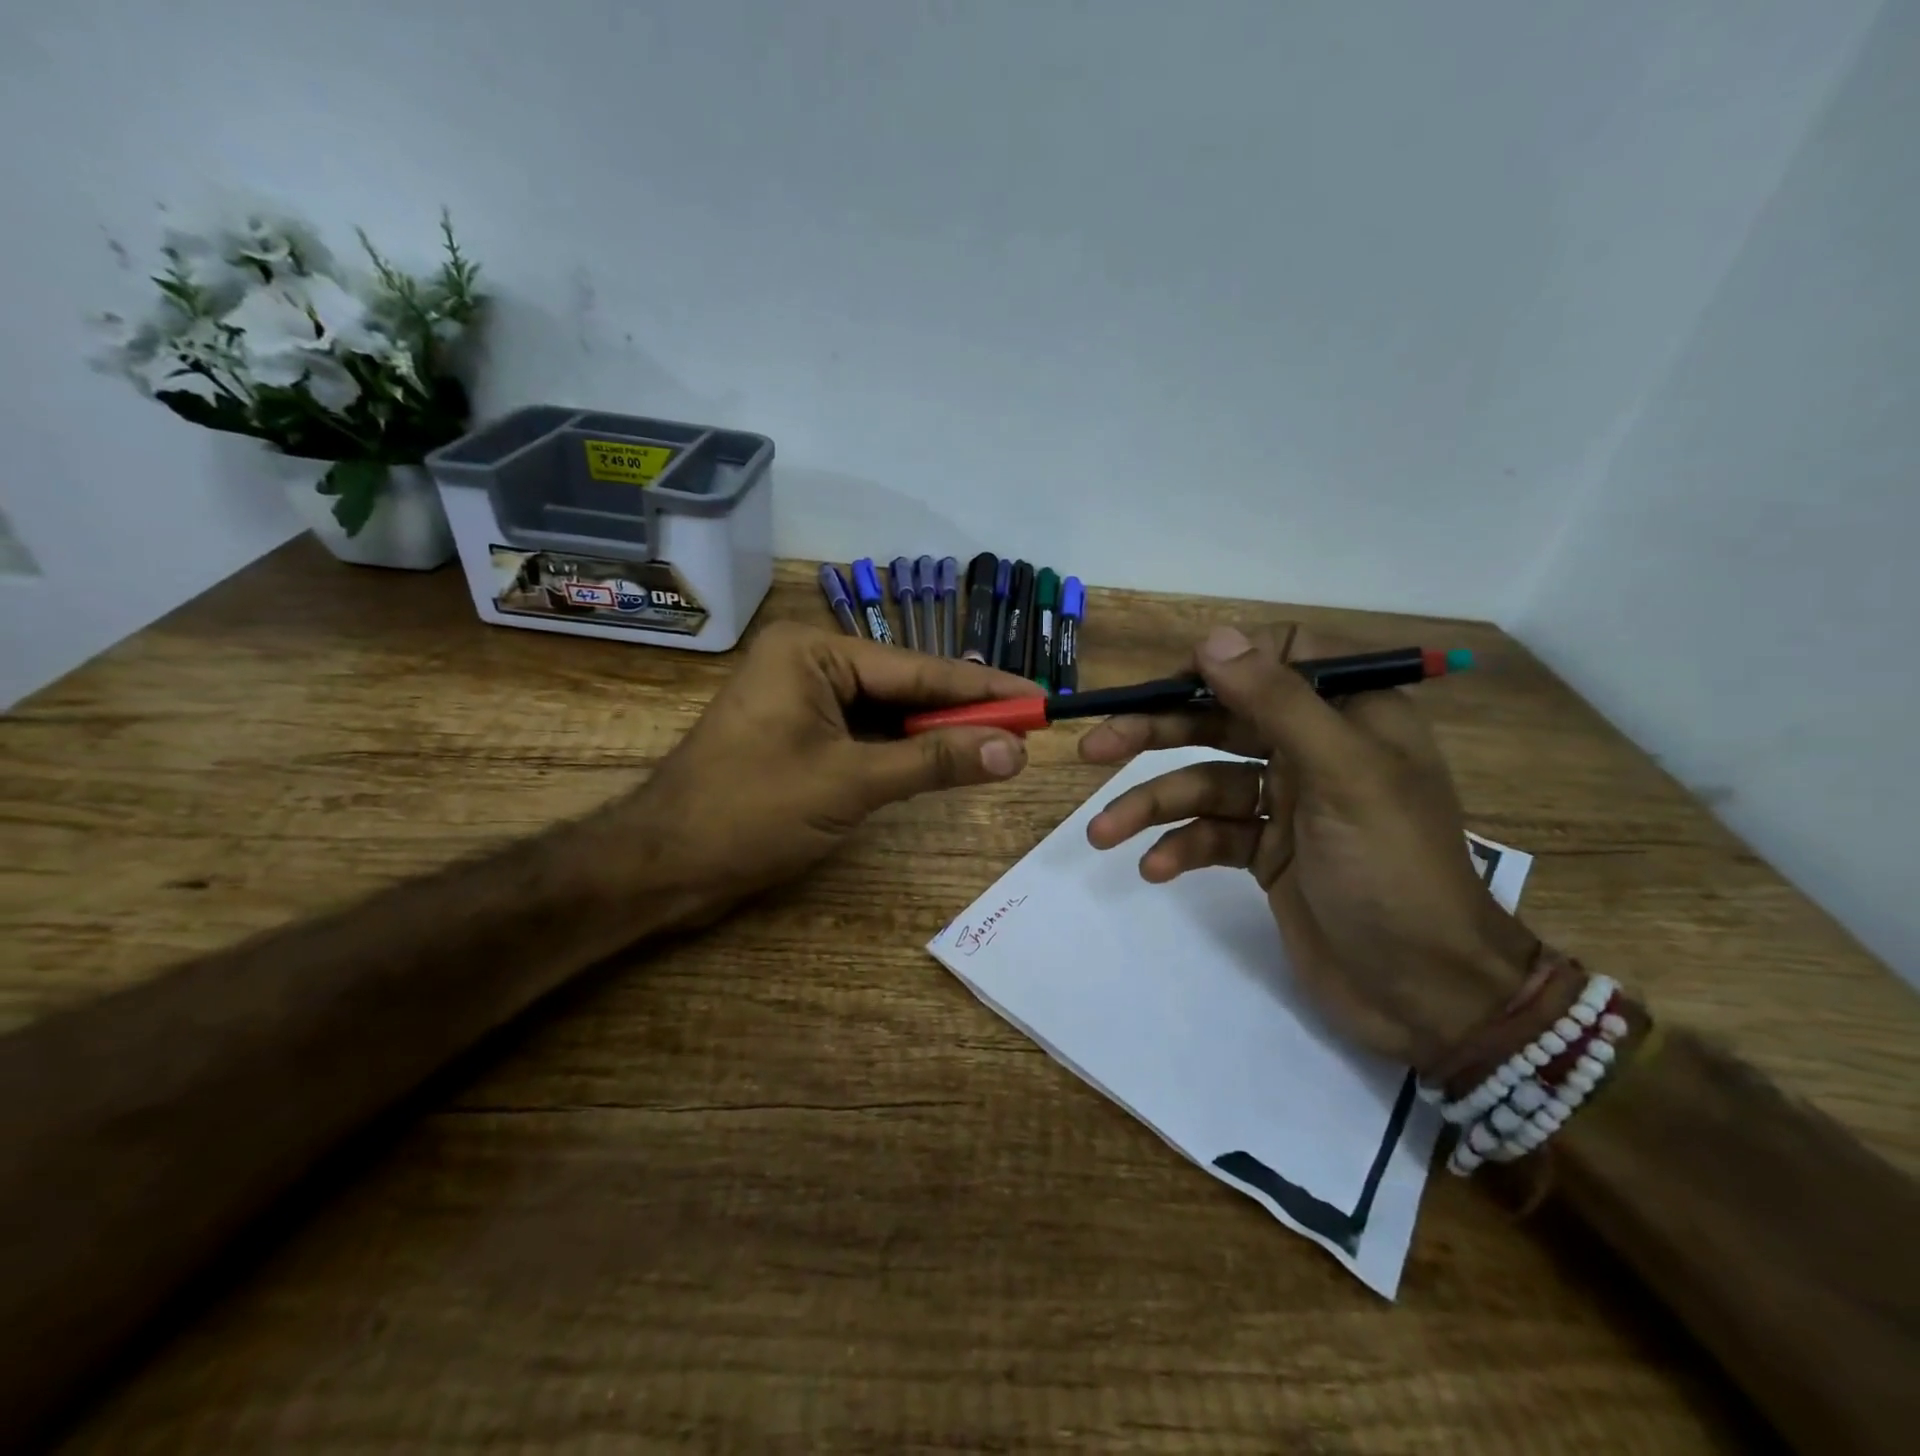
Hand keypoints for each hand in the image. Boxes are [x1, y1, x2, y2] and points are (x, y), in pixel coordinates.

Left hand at [626, 621, 1037, 926]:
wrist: (663, 866)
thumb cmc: (749, 813)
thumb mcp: (851, 784)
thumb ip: (934, 763)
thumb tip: (1015, 750)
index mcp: (813, 652)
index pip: (918, 669)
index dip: (984, 688)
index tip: (1041, 697)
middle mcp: (809, 663)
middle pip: (905, 688)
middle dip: (963, 712)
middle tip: (1030, 726)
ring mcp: (802, 699)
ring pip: (888, 714)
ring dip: (936, 734)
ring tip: (1002, 743)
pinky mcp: (800, 735)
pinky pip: (866, 735)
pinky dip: (904, 752)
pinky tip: (946, 760)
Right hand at [1079, 624, 1537, 1069]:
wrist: (1424, 993)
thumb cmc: (1393, 870)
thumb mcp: (1342, 775)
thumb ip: (1278, 702)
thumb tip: (1213, 638)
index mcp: (1350, 715)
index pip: (1281, 657)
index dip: (1222, 663)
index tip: (1170, 684)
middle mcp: (1315, 749)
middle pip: (1222, 722)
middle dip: (1156, 734)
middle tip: (1095, 749)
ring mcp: (1289, 804)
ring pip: (1205, 784)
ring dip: (1152, 806)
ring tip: (1102, 833)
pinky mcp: (1268, 852)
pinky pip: (1212, 834)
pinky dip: (1181, 848)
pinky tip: (1155, 869)